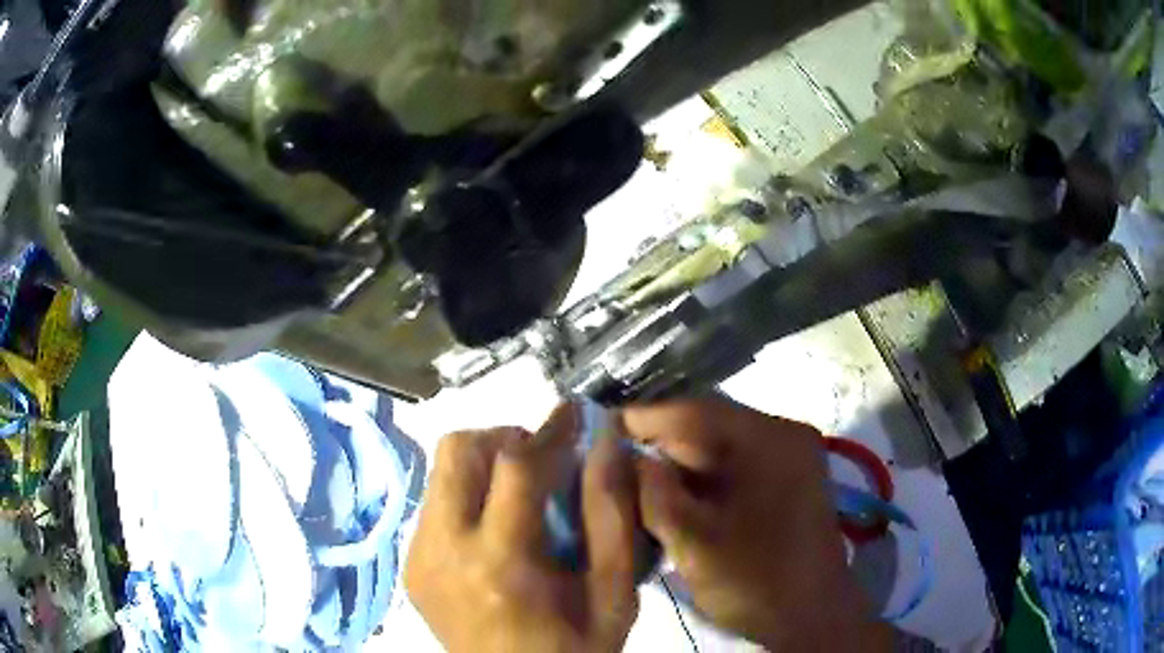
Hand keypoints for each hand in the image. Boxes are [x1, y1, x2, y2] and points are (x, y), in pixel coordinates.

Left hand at [405, 405, 639, 652]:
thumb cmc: (575, 648)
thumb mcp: (614, 592)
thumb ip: (612, 516)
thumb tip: (605, 444)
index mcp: (501, 561)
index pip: (516, 466)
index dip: (548, 430)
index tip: (572, 414)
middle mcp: (444, 550)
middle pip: (457, 450)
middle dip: (504, 440)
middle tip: (542, 463)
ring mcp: (419, 557)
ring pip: (440, 471)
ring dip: (483, 466)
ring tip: (519, 495)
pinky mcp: (410, 565)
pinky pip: (435, 504)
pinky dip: (467, 497)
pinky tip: (495, 528)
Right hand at [623, 398, 889, 650]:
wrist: (812, 617)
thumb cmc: (756, 581)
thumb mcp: (693, 541)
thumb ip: (653, 493)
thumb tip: (625, 455)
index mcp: (769, 440)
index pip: (694, 412)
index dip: (642, 418)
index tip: (598, 428)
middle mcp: (783, 436)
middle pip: (707, 428)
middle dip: (659, 447)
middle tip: (612, 463)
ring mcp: (788, 457)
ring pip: (718, 449)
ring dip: (679, 466)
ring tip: (636, 482)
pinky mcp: (786, 479)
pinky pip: (734, 467)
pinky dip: (702, 481)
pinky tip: (673, 498)